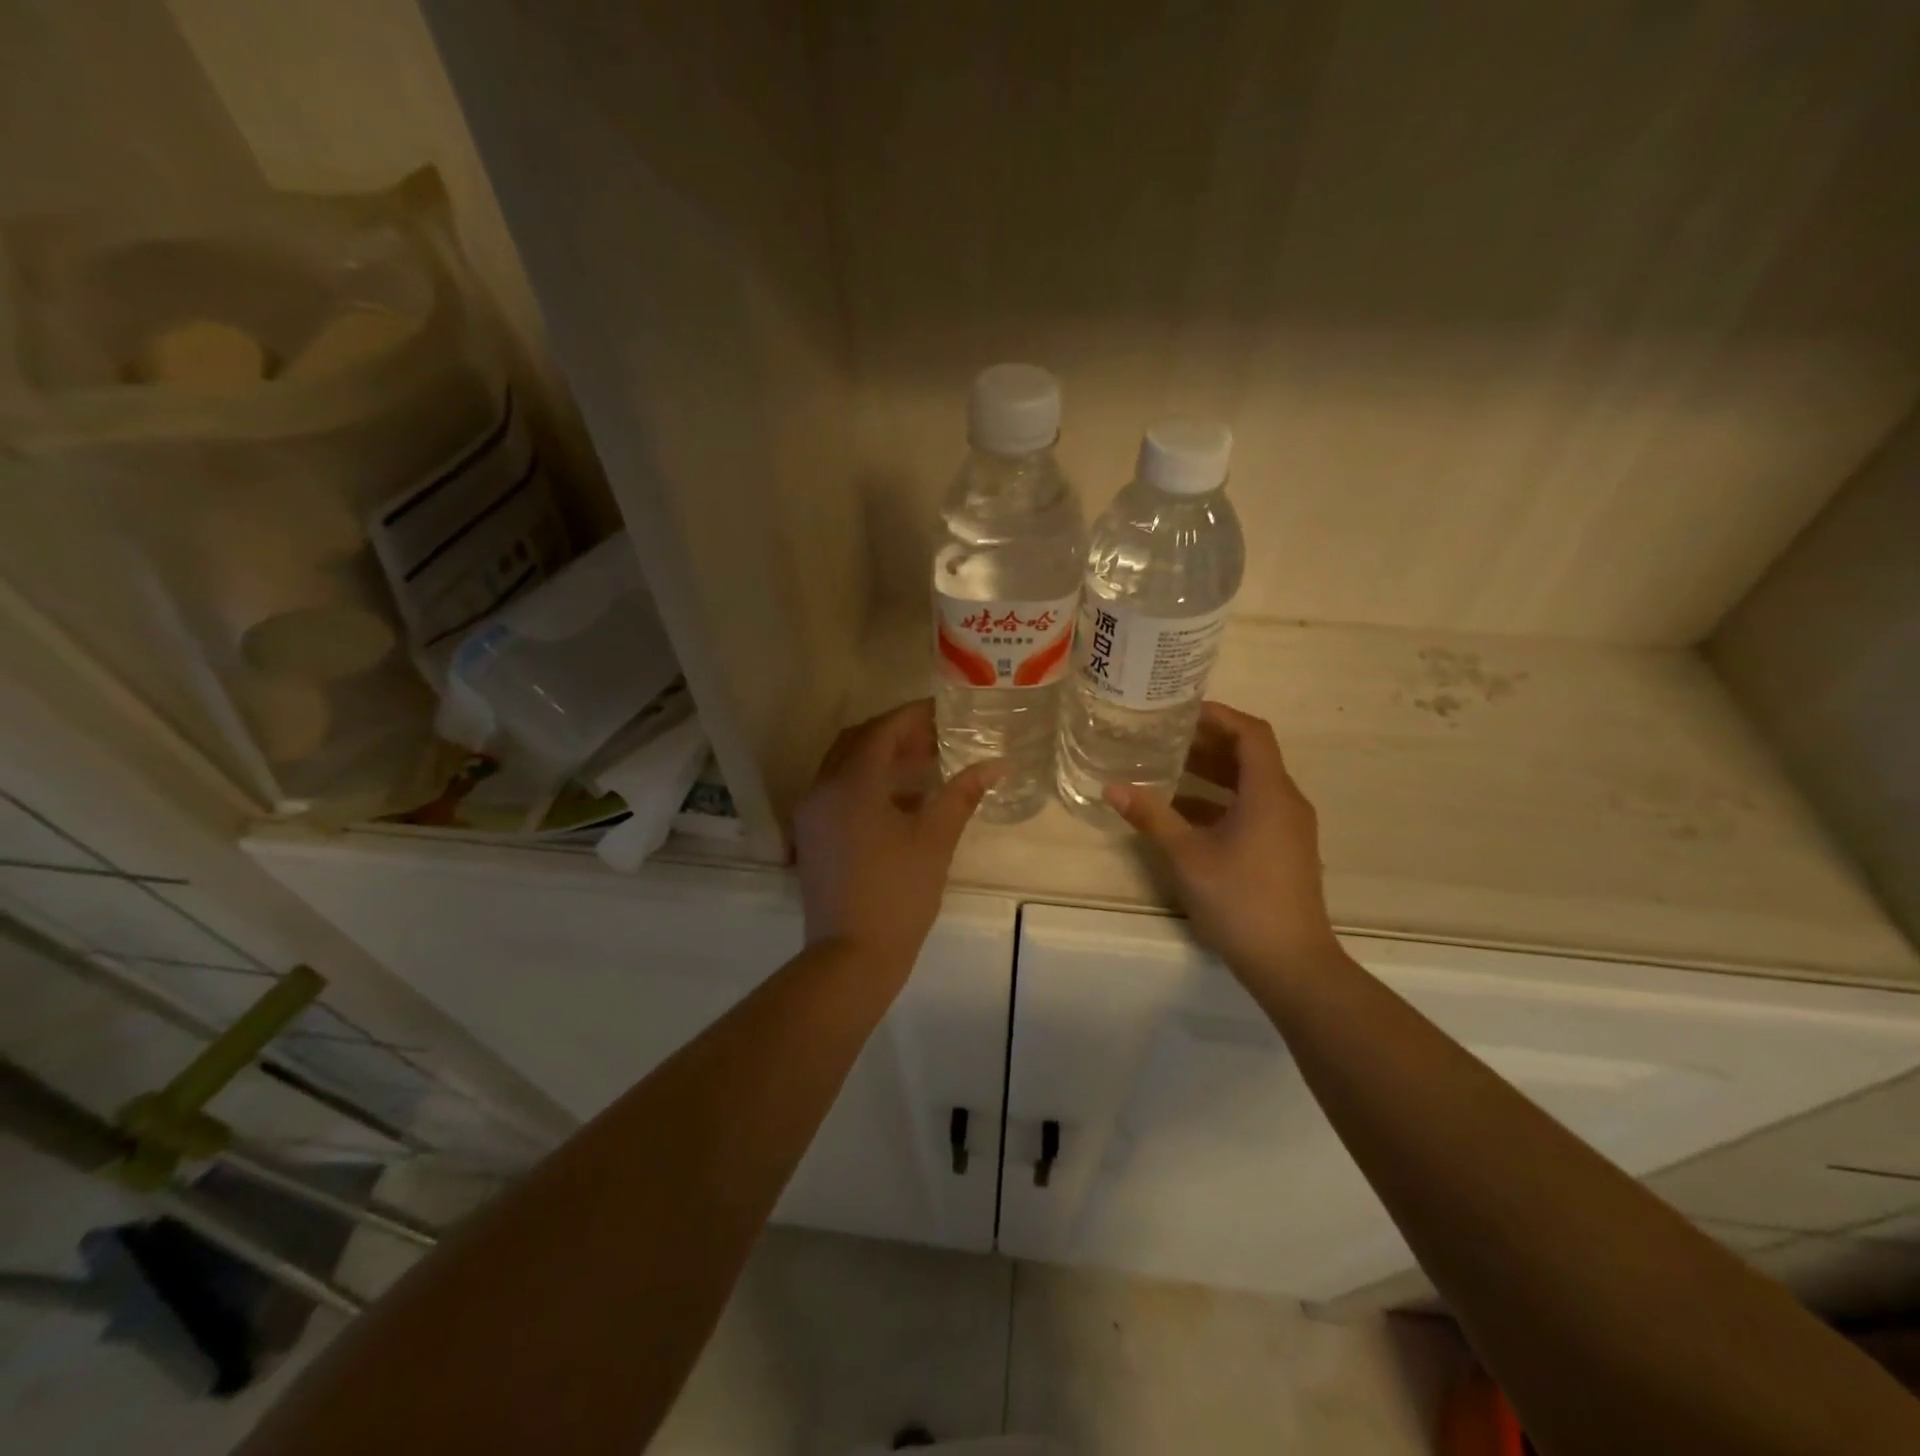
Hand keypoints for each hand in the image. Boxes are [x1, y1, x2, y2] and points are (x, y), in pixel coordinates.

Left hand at [793, 700, 1001, 973]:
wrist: (851, 957)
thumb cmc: (898, 894)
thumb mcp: (935, 840)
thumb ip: (962, 795)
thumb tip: (995, 765)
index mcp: (852, 784)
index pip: (882, 730)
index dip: (914, 716)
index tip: (945, 712)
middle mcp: (822, 789)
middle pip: (858, 742)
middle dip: (896, 733)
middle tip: (936, 736)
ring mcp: (811, 814)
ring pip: (844, 766)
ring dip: (880, 757)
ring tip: (924, 764)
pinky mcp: (811, 836)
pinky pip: (837, 792)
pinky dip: (866, 784)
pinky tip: (901, 801)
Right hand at [1105, 701, 1342, 980]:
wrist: (1291, 962)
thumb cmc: (1239, 899)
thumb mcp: (1187, 855)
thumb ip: (1151, 816)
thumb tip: (1112, 787)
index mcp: (1269, 793)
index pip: (1251, 733)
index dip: (1219, 716)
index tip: (1182, 711)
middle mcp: (1286, 802)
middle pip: (1252, 756)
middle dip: (1210, 743)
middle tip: (1166, 736)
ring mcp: (1289, 829)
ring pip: (1252, 785)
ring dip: (1214, 773)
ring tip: (1170, 768)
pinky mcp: (1285, 851)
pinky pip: (1254, 809)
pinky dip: (1222, 802)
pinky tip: (1186, 815)